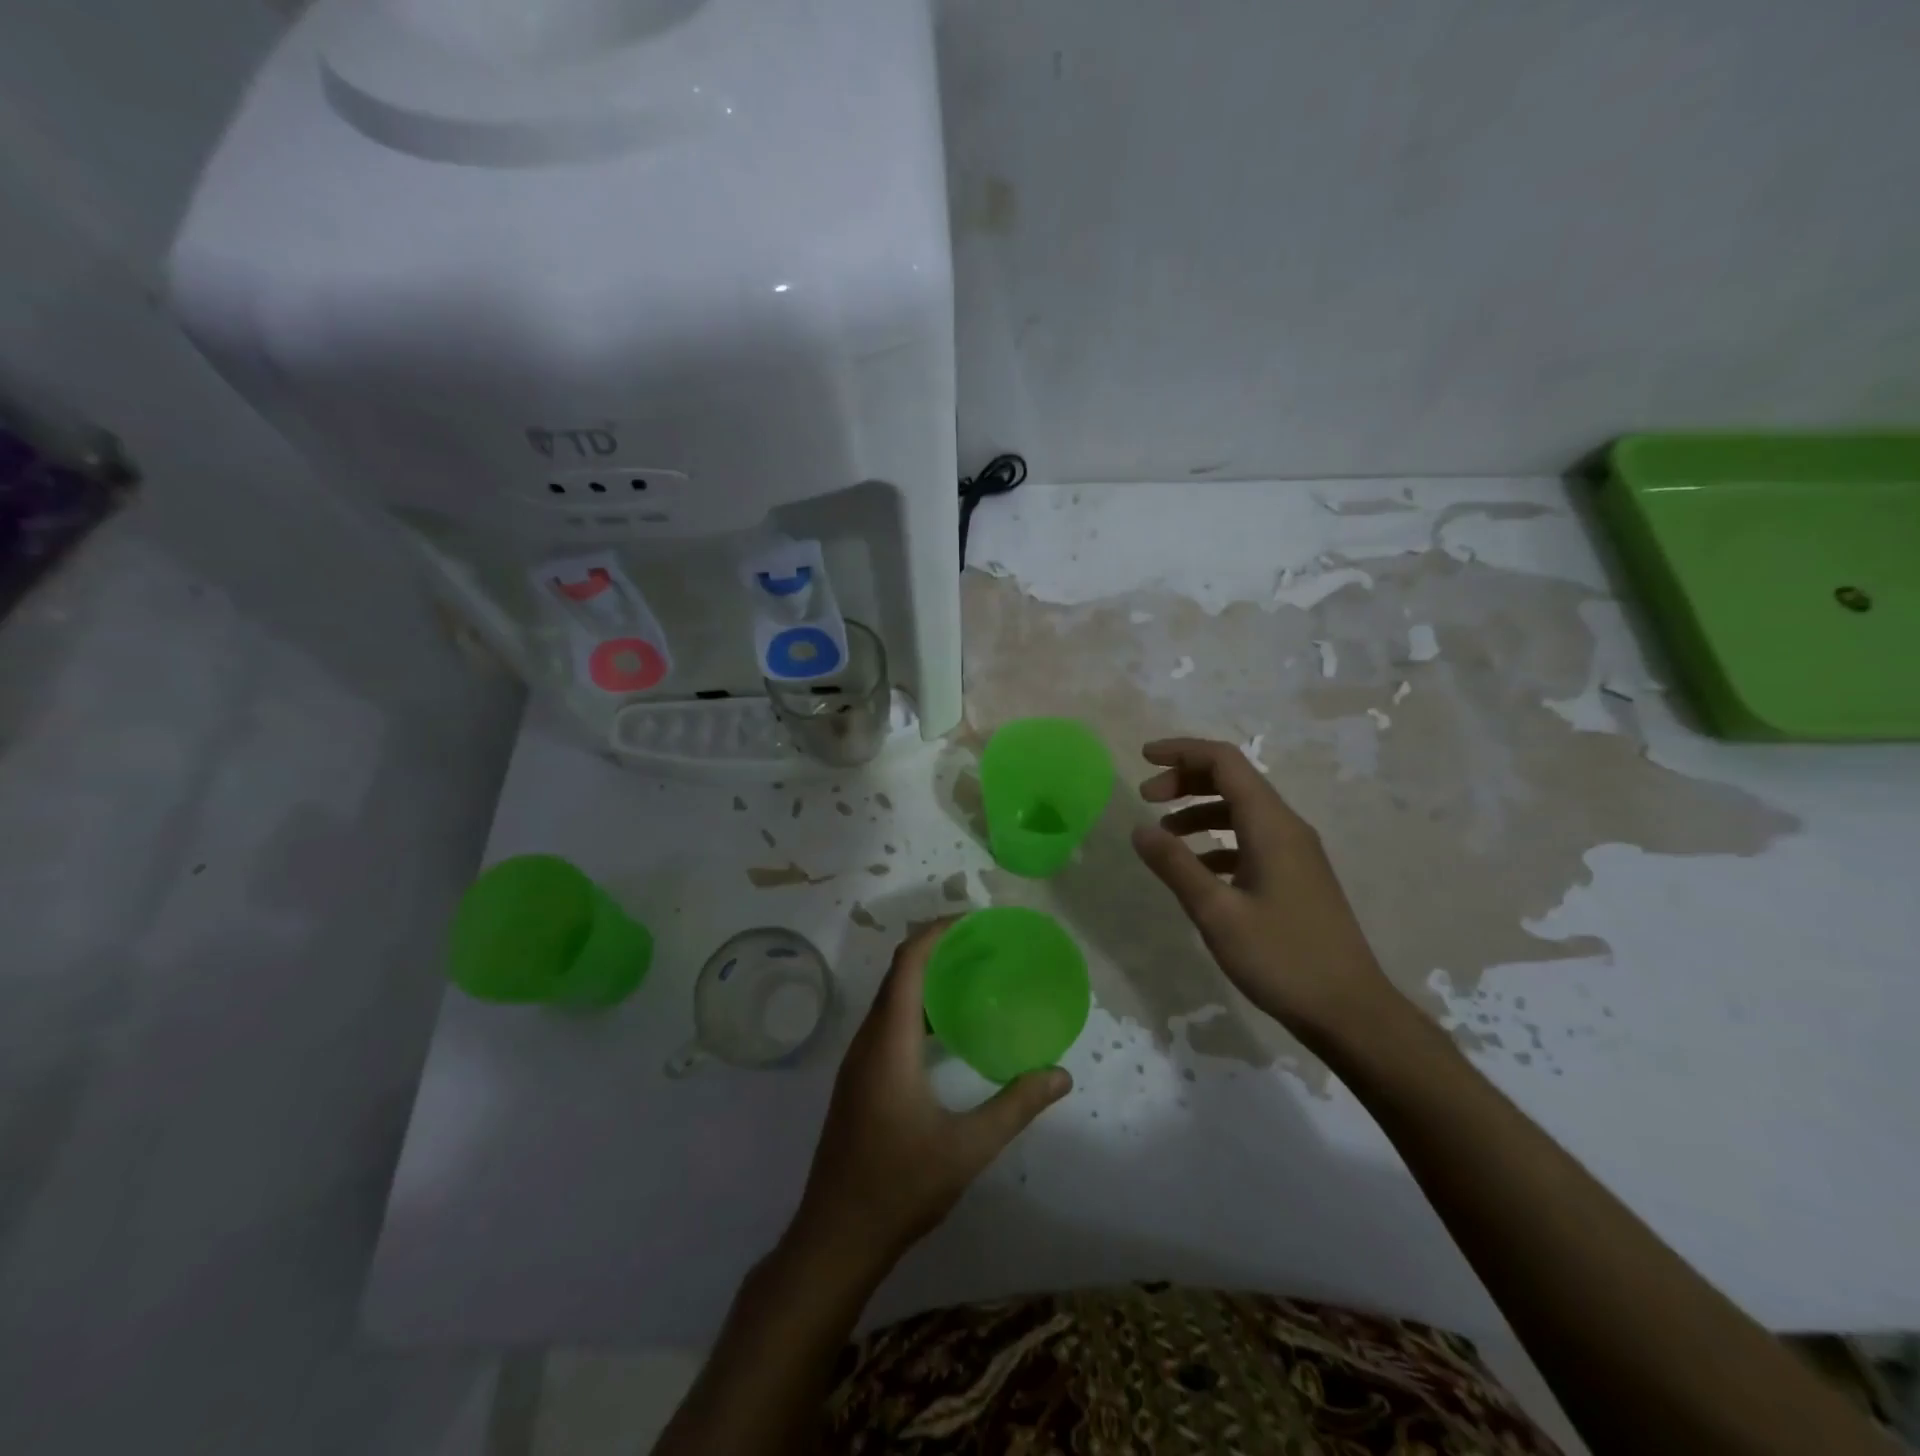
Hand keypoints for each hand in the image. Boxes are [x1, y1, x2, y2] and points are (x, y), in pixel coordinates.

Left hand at [790, 921, 1071, 1271]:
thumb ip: (1015, 1106)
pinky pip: (887, 1023)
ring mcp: (858, 1061)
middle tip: (983, 946)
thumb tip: (1061, 1074)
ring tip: (971, 978)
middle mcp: (868, 1040)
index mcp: (889, 1042)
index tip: (973, 921)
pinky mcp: (858, 1080)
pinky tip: (946, 1030)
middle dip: (936, 949)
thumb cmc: (899, 1186)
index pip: (908, 964)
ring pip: (890, 999)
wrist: (835, 1237)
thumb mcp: (967, 1148)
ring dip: (925, 979)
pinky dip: (916, 1008)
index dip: (937, 932)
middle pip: (897, 974)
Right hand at [1129, 736, 1401, 1046]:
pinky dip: (1217, 841)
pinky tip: (1196, 869)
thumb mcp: (1217, 913)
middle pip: (1233, 781)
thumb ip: (1176, 867)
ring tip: (1164, 834)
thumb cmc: (1282, 958)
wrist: (1350, 1011)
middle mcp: (1286, 828)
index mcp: (1271, 826)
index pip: (1225, 762)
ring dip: (1199, 811)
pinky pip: (1250, 840)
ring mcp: (1295, 853)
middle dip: (1186, 780)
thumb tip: (1138, 829)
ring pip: (1241, 811)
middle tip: (1146, 798)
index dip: (1182, 752)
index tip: (1142, 759)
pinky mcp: (1295, 876)